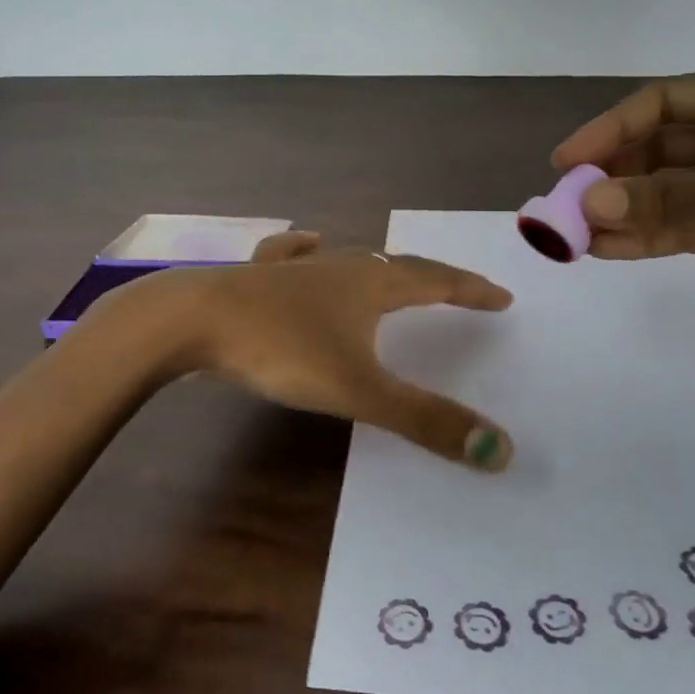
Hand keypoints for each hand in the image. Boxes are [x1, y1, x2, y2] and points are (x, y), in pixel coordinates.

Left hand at [155, 232, 516, 470]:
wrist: (192, 320)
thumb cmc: (282, 349)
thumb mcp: (358, 389)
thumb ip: (425, 420)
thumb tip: (500, 449)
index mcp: (372, 284)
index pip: (437, 282)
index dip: (471, 290)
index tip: (502, 296)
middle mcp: (339, 265)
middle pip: (397, 266)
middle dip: (432, 279)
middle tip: (456, 290)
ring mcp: (295, 266)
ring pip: (348, 259)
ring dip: (377, 267)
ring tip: (392, 273)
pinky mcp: (258, 275)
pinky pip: (292, 255)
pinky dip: (308, 251)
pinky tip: (306, 244)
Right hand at [551, 66, 694, 327]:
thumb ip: (673, 196)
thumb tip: (592, 205)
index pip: (663, 104)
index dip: (609, 129)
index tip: (566, 162)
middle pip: (660, 149)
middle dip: (613, 176)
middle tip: (565, 206)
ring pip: (669, 193)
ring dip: (626, 211)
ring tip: (576, 235)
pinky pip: (688, 227)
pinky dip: (651, 237)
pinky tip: (610, 249)